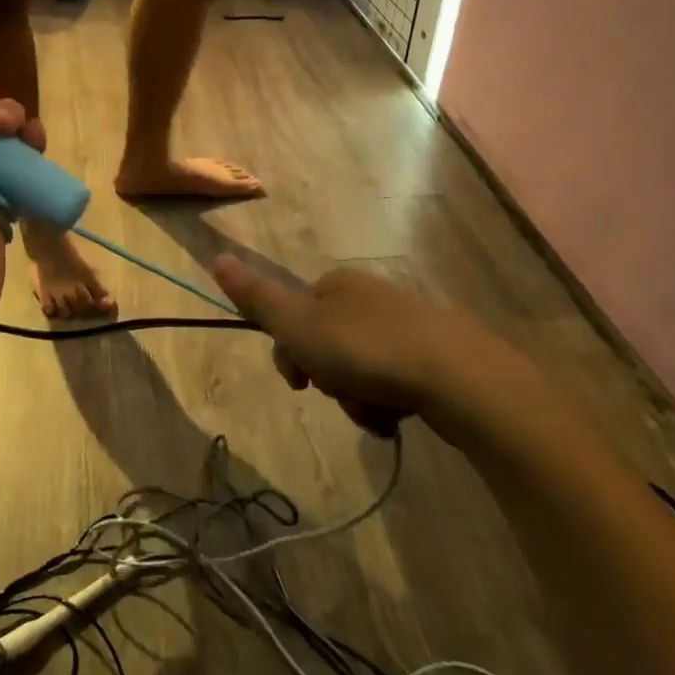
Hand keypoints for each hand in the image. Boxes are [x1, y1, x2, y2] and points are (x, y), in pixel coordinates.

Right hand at [213, 259, 542, 439]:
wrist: (457, 376)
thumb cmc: (365, 350)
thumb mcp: (298, 325)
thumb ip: (257, 298)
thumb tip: (217, 257)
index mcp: (337, 285)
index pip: (295, 316)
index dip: (290, 351)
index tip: (300, 380)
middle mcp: (370, 297)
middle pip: (327, 345)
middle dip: (329, 378)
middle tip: (341, 393)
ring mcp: (406, 324)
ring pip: (359, 369)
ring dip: (356, 398)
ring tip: (374, 411)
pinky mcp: (434, 354)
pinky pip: (393, 382)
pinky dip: (387, 403)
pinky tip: (397, 417)